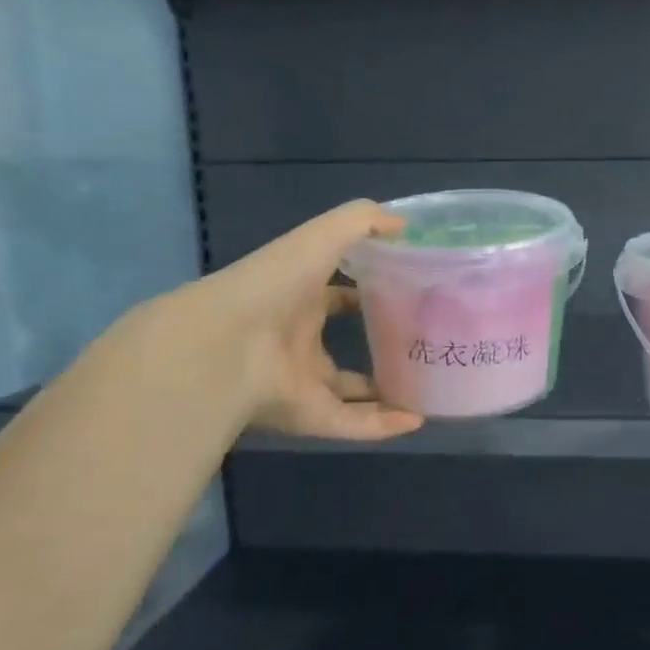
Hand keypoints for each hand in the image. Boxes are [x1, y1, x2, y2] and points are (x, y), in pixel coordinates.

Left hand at [196, 200, 424, 441]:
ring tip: (426, 389)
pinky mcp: (308, 416)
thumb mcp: (320, 237)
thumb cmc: (273, 285)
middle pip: (340, 345)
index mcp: (298, 298)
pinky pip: (351, 424)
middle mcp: (298, 340)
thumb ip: (361, 223)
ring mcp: (302, 381)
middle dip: (376, 344)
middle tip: (421, 342)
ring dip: (385, 392)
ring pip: (349, 390)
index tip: (406, 293)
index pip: (336, 295)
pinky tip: (416, 421)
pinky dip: (383, 426)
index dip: (367, 291)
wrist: (222, 347)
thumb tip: (405, 224)